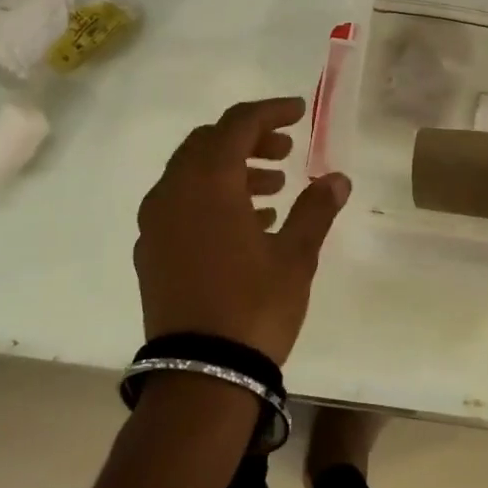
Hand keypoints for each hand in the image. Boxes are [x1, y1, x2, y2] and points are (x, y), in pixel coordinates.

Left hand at [135, 97, 351, 365]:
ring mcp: (155, 223)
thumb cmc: (254, 306)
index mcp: (208, 182)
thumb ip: (316, 210)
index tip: (299, 113)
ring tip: (273, 190)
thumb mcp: (295, 256)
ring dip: (231, 170)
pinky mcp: (150, 252)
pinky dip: (211, 199)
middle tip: (285, 151)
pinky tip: (246, 223)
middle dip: (249, 140)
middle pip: (208, 143)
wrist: (200, 375)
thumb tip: (337, 179)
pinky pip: (180, 205)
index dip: (270, 112)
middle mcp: (173, 192)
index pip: (237, 124)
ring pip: (191, 174)